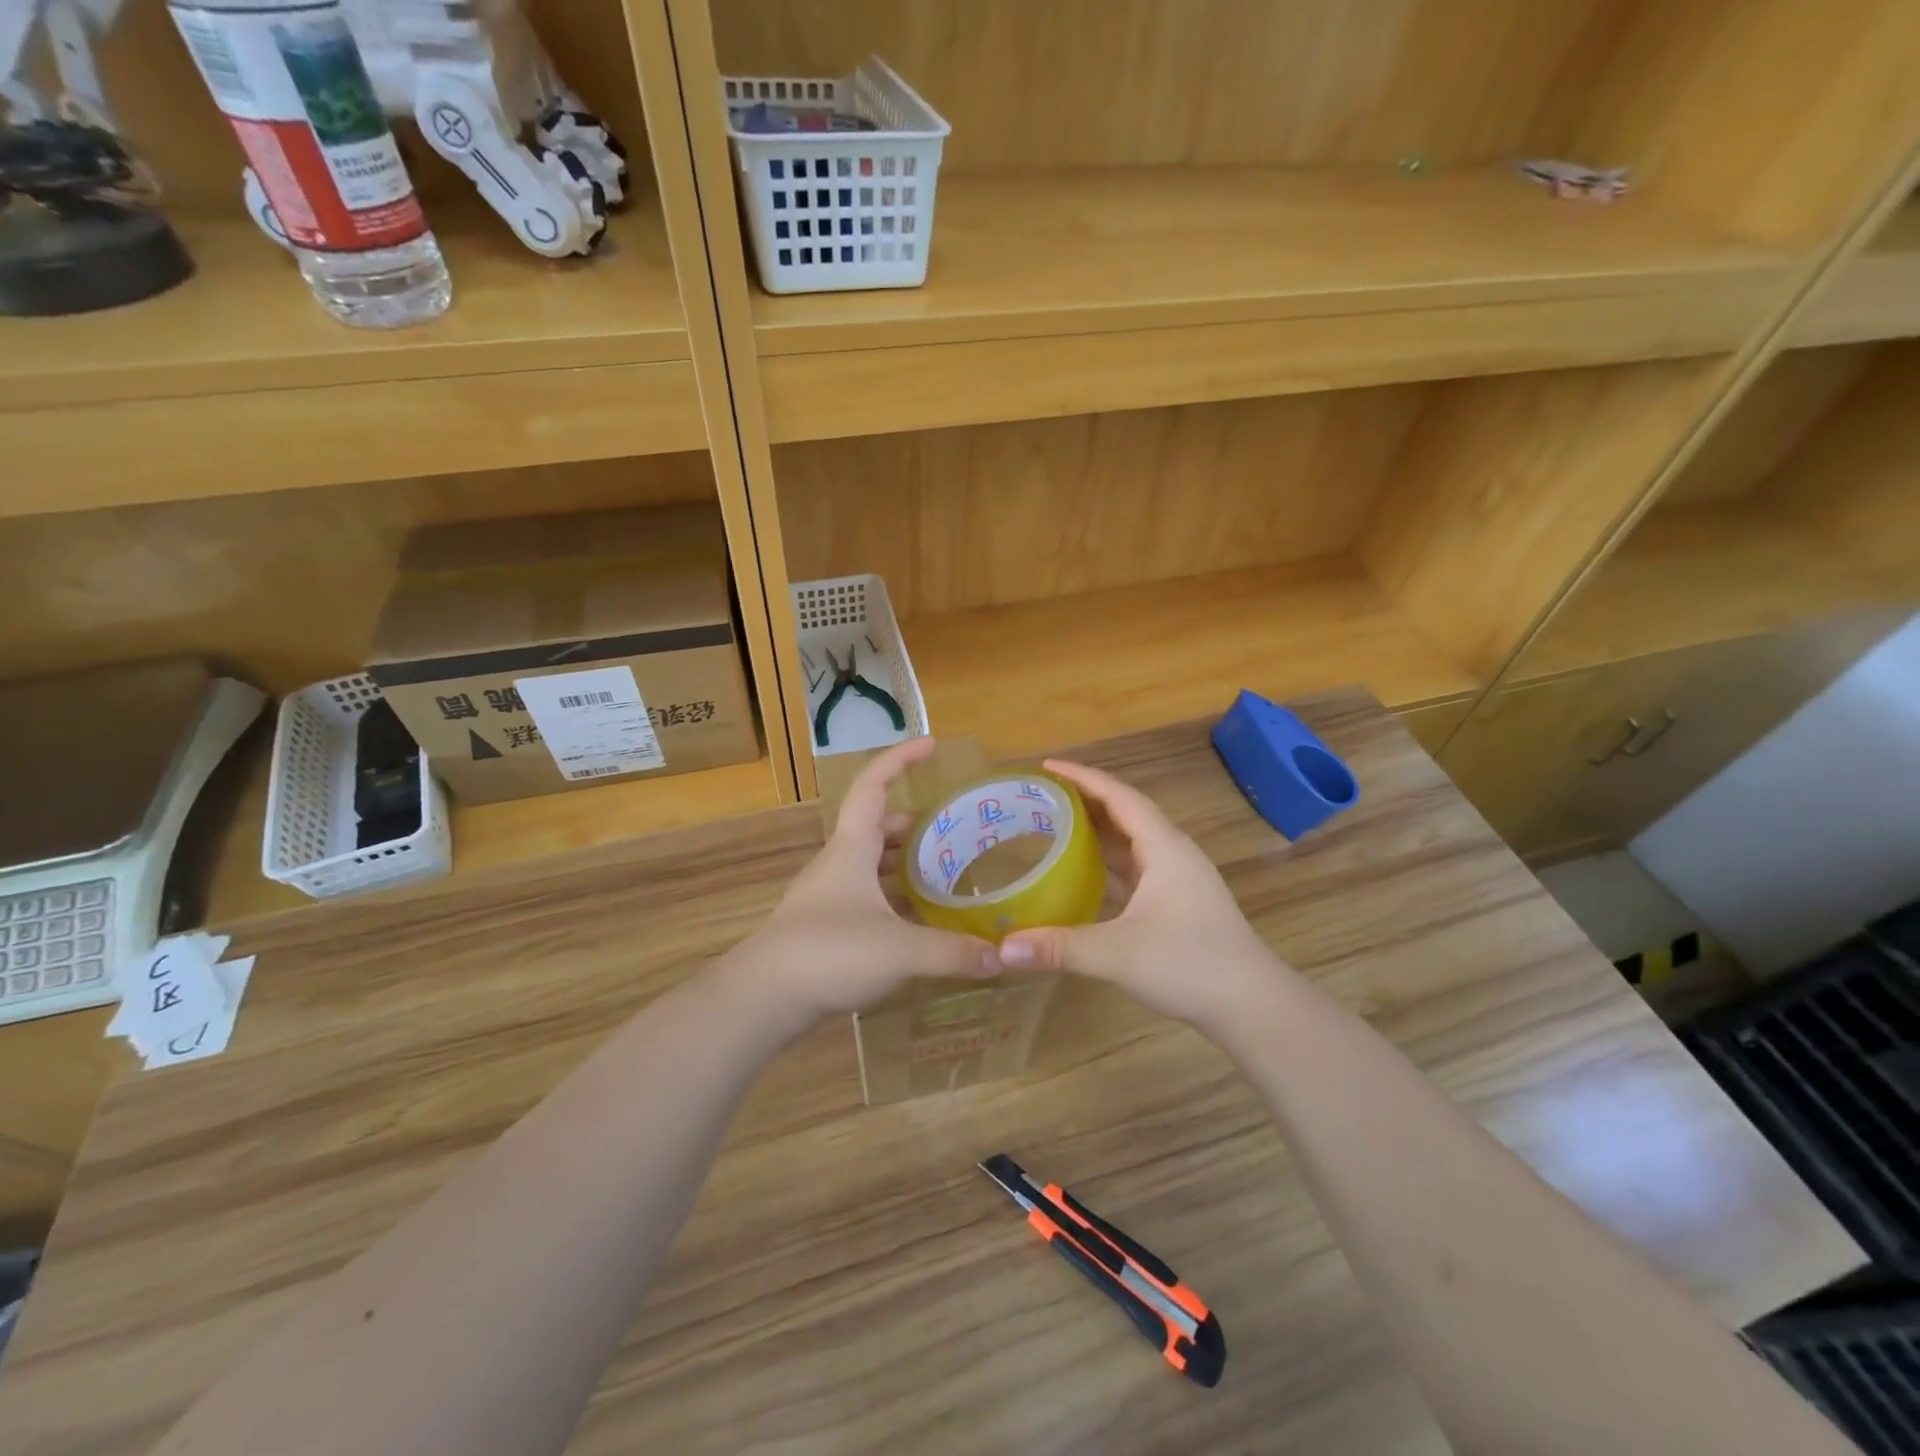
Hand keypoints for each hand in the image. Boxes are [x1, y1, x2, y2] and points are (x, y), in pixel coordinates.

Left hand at [735, 738, 1001, 1023]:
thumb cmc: (829, 952)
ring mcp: (829, 896)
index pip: (873, 785)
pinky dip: (895, 901)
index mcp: (852, 848)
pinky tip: (920, 924)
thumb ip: (953, 952)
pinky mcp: (827, 928)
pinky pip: (869, 900)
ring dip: (905, 866)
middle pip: (878, 828)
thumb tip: (1001, 958)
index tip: (931, 746)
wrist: (763, 998)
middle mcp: (839, 864)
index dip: (900, 759)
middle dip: (916, 824)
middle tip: (956, 832)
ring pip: (873, 867)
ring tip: (946, 876)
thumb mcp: (900, 950)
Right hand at [997, 759, 1285, 1028]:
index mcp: (1164, 848)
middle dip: (1085, 800)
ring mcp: (1178, 880)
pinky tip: (1082, 874)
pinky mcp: (1178, 903)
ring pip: (1132, 842)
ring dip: (1097, 831)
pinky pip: (1136, 868)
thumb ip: (1059, 947)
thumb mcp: (1118, 954)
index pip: (1119, 796)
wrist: (1252, 1005)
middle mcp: (1172, 854)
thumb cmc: (1190, 965)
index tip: (1046, 766)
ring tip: (1054, 826)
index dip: (1082, 777)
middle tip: (1041, 797)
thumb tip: (1002, 949)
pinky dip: (1107, 862)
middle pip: (1125, 813)